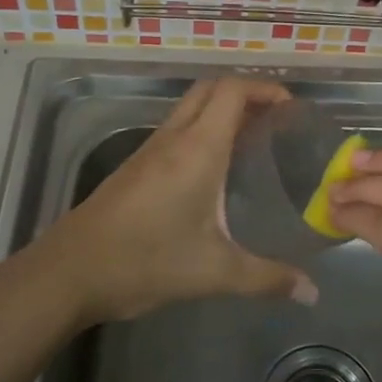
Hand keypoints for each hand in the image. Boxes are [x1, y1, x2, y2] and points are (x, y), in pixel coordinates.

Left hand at [43, 76, 318, 325]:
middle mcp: (174, 138)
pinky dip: (203, 130)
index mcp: (197, 148)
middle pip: (211, 89)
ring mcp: (150, 150)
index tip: (291, 107)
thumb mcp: (213, 272)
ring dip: (222, 110)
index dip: (264, 88)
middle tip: (275, 119)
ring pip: (191, 108)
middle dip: (246, 93)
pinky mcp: (136, 166)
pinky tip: (216, 170)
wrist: (69, 271)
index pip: (232, 91)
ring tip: (255, 140)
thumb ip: (267, 279)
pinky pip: (177, 129)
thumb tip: (312, 293)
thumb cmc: (144, 261)